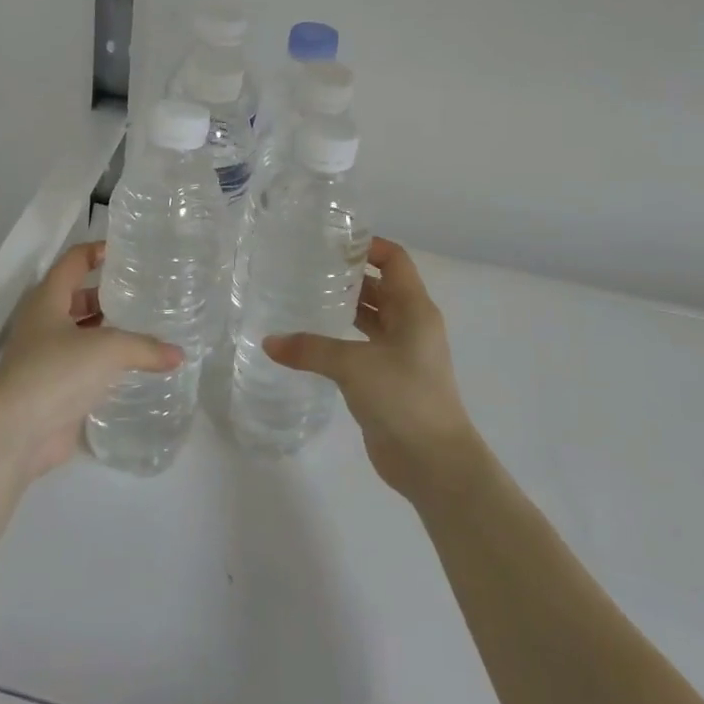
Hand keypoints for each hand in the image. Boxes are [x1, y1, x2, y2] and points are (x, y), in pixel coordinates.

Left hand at [0, 241, 181, 479]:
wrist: (16, 433)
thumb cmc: (56, 372)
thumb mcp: (107, 349)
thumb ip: (145, 347)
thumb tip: (179, 355)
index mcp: (48, 300)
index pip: (73, 262)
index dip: (96, 251)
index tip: (125, 252)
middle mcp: (44, 324)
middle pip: (77, 298)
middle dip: (108, 296)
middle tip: (145, 296)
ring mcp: (47, 358)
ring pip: (82, 334)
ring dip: (108, 332)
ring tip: (147, 330)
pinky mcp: (54, 389)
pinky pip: (84, 367)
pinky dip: (106, 365)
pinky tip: (134, 369)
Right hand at [264, 238, 480, 499]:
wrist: (434, 462)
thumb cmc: (403, 398)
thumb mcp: (353, 366)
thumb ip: (310, 349)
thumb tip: (268, 342)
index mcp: (414, 309)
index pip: (394, 260)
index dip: (367, 246)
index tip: (330, 242)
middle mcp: (411, 324)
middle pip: (381, 286)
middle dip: (348, 275)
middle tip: (306, 267)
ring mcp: (402, 353)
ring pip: (372, 317)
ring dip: (344, 306)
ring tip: (304, 296)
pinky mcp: (390, 378)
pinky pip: (364, 345)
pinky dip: (342, 337)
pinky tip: (312, 339)